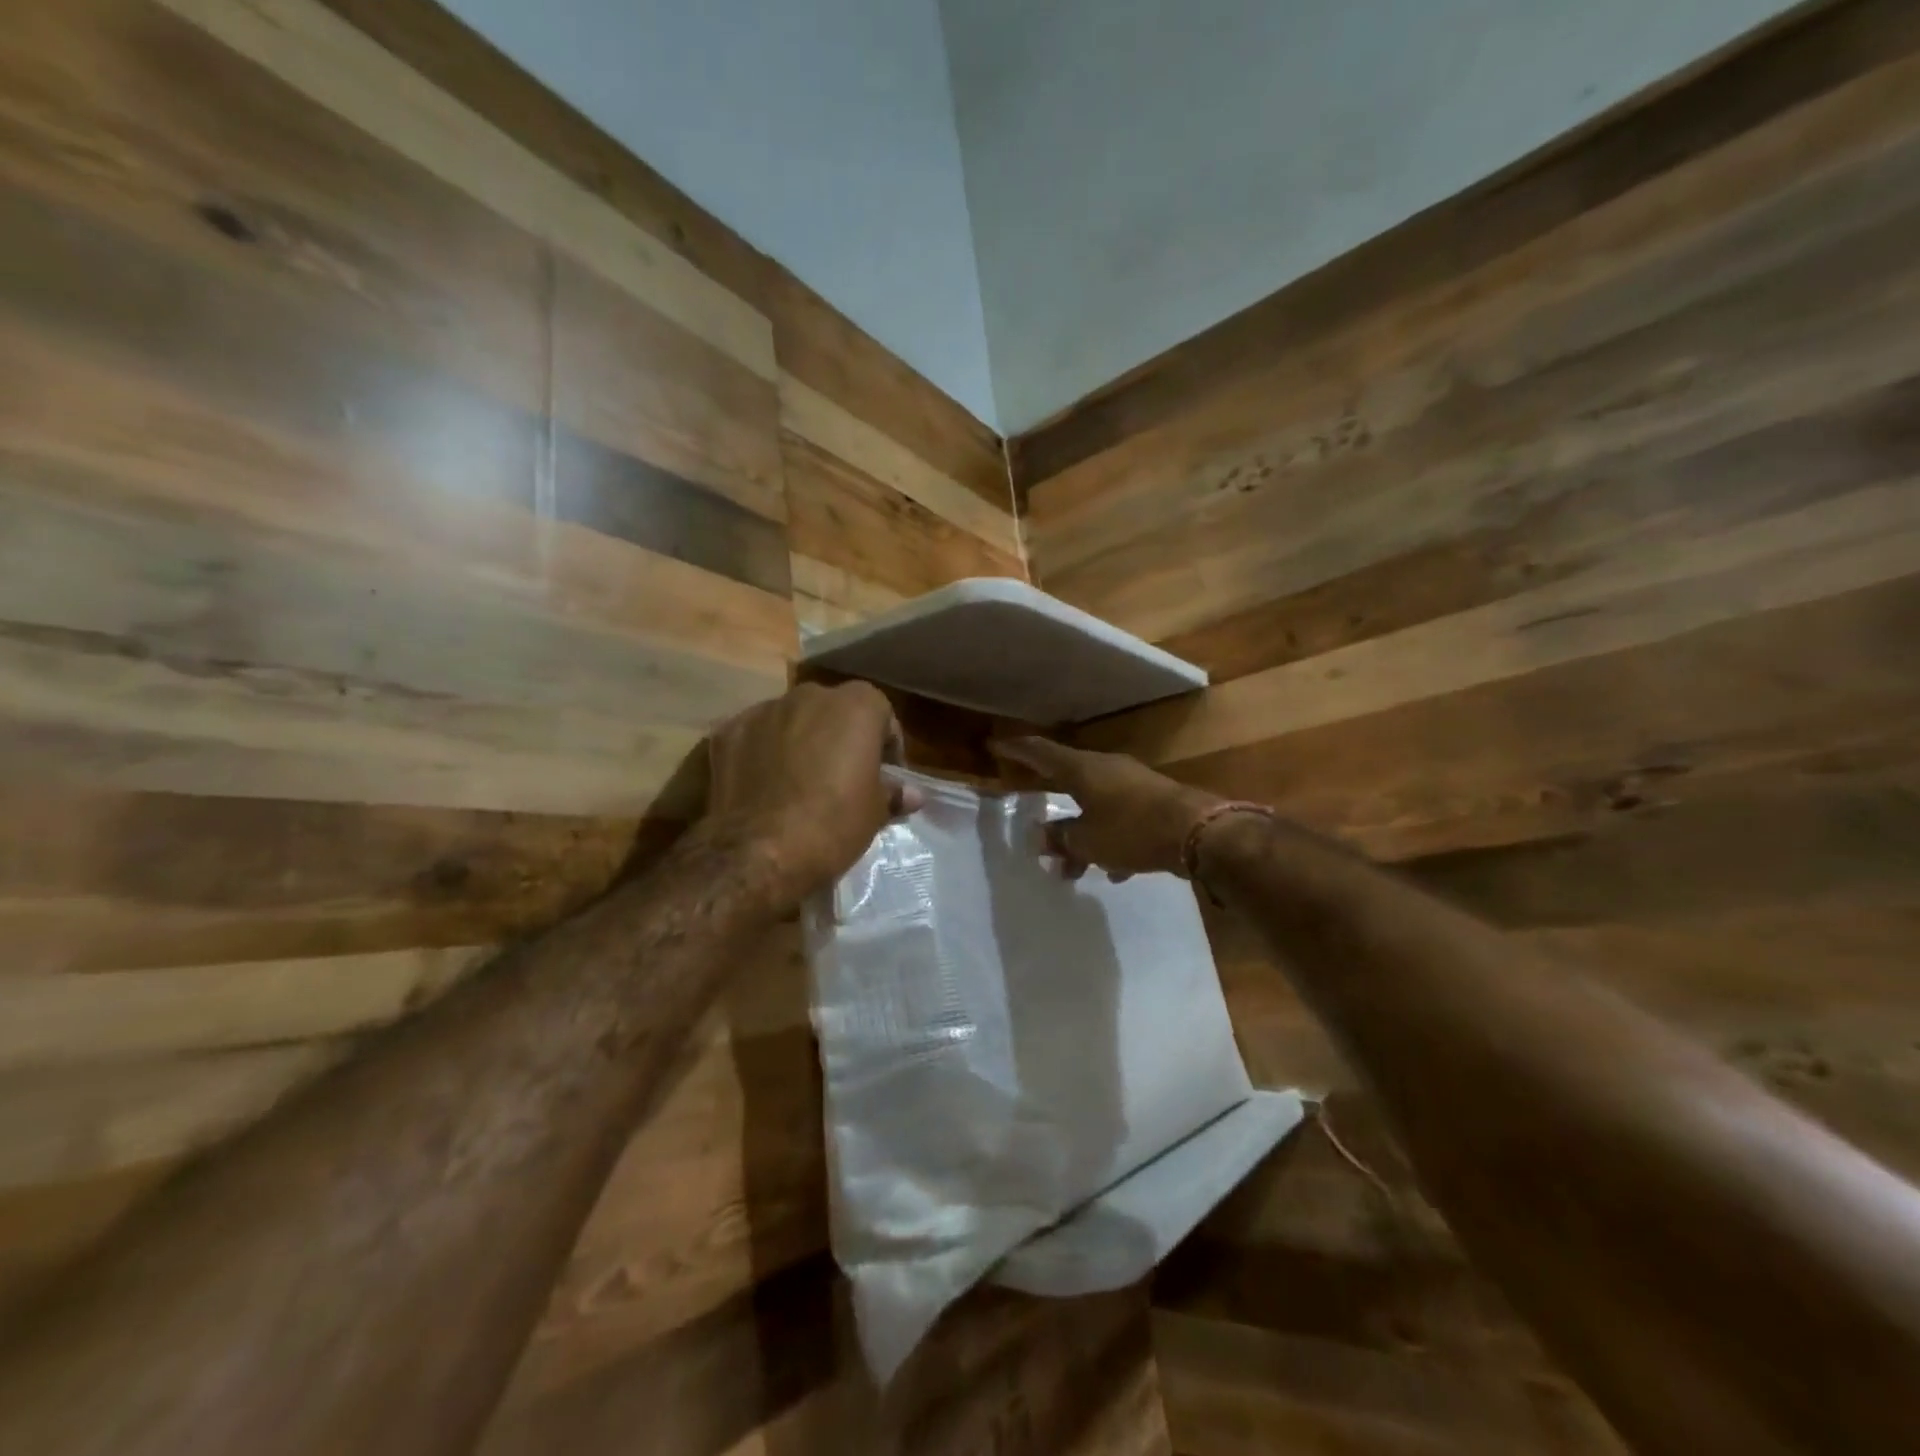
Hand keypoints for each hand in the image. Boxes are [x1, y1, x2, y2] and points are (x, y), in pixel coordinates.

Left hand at [708, 681, 923, 896]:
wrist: (757, 852)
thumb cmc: (832, 825)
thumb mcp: (874, 813)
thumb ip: (892, 793)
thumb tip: (910, 794)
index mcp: (855, 705)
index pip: (881, 714)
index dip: (886, 746)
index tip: (884, 776)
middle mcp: (808, 695)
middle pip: (833, 710)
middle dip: (839, 737)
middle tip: (842, 777)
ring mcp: (762, 711)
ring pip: (790, 720)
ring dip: (799, 741)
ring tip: (798, 783)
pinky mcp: (725, 732)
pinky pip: (754, 737)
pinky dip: (760, 754)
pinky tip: (763, 787)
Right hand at [989, 737, 1223, 881]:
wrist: (1200, 832)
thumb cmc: (1133, 830)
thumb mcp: (1088, 841)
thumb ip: (1061, 839)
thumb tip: (1039, 838)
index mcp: (1083, 770)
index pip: (1040, 752)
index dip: (1016, 749)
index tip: (995, 745)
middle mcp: (1106, 769)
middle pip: (1068, 782)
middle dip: (1050, 809)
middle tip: (1033, 822)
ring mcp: (1132, 783)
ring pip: (1095, 806)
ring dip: (1081, 835)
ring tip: (1071, 870)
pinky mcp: (1153, 802)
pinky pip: (1120, 819)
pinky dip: (1110, 840)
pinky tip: (1115, 871)